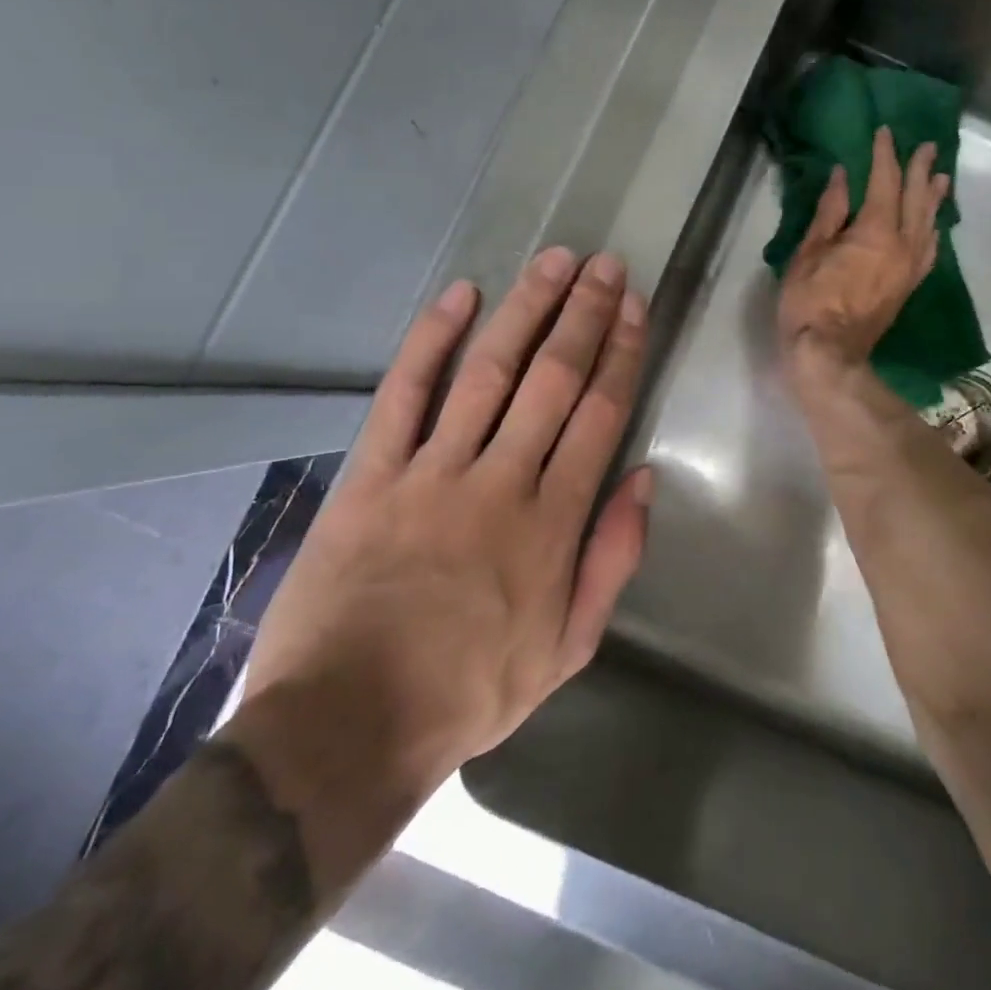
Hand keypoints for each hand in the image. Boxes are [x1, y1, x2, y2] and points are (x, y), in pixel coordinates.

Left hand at [232, 249, 651, 880]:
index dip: (620, 353)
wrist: (348, 727)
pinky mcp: (372, 474)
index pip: (599, 415)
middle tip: (604, 264)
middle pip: (552, 379)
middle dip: (584, 315)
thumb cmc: (470, 691)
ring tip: (554, 261)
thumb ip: (612, 559)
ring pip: (488, 371)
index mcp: (552, 523)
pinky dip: (431, 340)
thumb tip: (643, 479)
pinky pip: (404, 394)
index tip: (633, 307)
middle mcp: (500, 482)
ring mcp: (432, 472)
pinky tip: (460, 295)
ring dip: (525, 310)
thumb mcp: (568, 648)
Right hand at [778, 125, 948, 385]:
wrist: (830, 355)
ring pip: (929, 223)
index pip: (885, 182)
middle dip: (920, 170)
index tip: (884, 132)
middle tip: (927, 146)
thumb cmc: (810, 303)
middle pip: (916, 198)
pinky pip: (929, 250)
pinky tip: (934, 225)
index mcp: (876, 231)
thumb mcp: (809, 252)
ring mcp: (910, 267)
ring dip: (934, 197)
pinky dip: (933, 230)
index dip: (885, 155)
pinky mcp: (909, 285)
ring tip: (940, 177)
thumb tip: (844, 176)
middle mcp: (903, 244)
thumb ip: (830, 212)